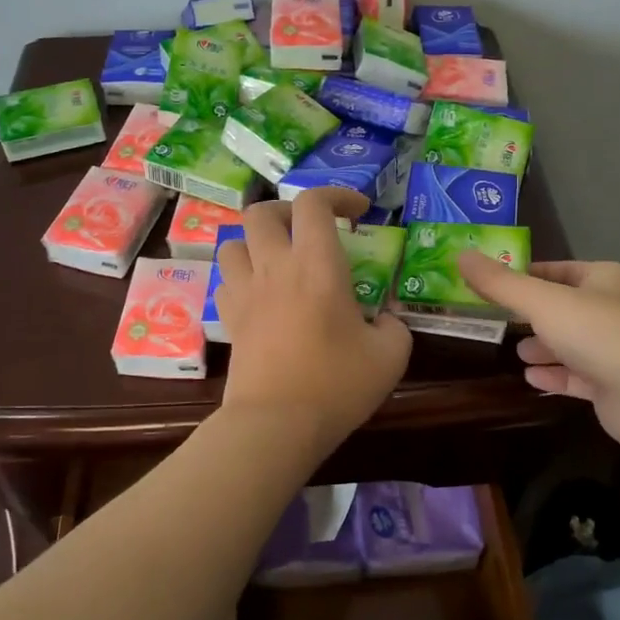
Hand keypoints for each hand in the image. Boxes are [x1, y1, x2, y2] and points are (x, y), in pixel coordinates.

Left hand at [216, 188, 412, 453]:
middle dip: (288, 212)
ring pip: (233, 241)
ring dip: (256, 243)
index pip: (314, 202)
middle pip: (262, 212)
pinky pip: (226, 280)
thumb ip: (393, 325)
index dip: (337, 195)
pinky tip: (262, 296)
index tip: (359, 212)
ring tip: (280, 260)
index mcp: (317, 265)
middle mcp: (275, 267)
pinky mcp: (229, 319)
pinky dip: (242, 277)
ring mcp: (246, 292)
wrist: (276, 424)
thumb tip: (384, 316)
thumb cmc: (337, 385)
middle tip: (311, 232)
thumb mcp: (390, 355)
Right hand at [457, 255, 619, 455]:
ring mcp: (615, 350)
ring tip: (515, 352)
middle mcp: (612, 309)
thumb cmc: (601, 334)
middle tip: (495, 320)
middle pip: (562, 307)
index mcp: (602, 278)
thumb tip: (460, 255)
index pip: (555, 269)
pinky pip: (577, 376)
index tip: (488, 285)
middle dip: (530, 315)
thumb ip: (500, 283)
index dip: (522, 276)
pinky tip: (530, 378)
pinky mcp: (613, 386)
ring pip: (570, 343)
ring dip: (543, 346)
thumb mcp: (542, 302)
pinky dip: (555, 375)